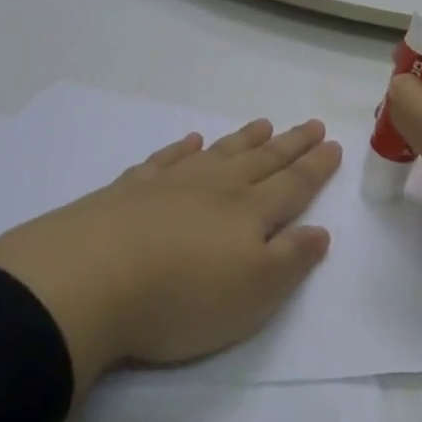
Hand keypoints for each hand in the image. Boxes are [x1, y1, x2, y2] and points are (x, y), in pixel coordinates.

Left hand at [0, 119, 339, 396]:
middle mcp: (215, 188)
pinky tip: (190, 141)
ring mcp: (170, 184)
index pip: (293, 185)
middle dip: (290, 144)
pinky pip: (166, 160)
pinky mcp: (129, 190)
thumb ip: (291, 260)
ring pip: (218, 154)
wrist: (87, 281)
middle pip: (261, 160)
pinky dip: (182, 149)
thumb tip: (320, 231)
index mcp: (248, 213)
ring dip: (244, 139)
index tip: (333, 144)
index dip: (316, 166)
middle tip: (311, 124)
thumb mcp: (253, 294)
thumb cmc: (181, 298)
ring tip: (264, 123)